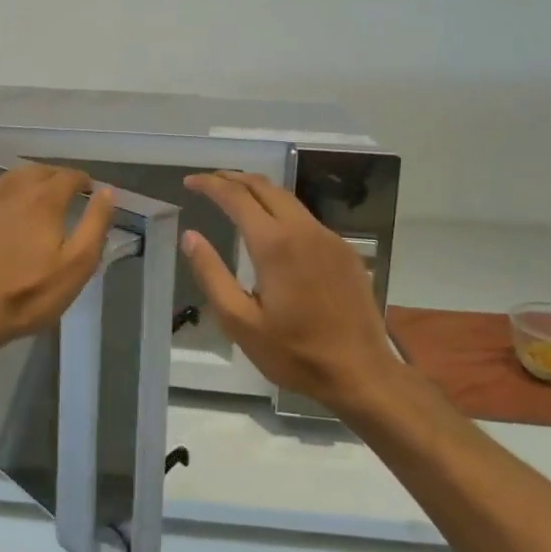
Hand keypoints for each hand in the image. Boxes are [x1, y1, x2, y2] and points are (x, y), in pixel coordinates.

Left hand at [0, 161, 117, 351]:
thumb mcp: (76, 267)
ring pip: (9, 176)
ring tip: (37, 184)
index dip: (82, 180)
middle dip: (56, 176)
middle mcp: (15, 191)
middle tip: (66, 190)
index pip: (69, 177)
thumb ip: (94, 226)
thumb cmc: (28, 295)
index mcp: (45, 202)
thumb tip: (106, 192)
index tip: (90, 190)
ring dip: (27, 175)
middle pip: (39, 172)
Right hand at [180, 171, 401, 413]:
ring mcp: (329, 239)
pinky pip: (306, 219)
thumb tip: (190, 237)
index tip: (190, 182)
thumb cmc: (294, 352)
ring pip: (288, 199)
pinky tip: (272, 228)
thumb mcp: (240, 321)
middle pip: (265, 187)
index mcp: (275, 244)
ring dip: (258, 191)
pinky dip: (281, 211)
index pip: (236, 197)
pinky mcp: (344, 252)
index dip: (210, 185)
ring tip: (234, 198)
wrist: (361, 372)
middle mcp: (303, 230)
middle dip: (233, 179)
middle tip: (208, 182)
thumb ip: (212, 274)